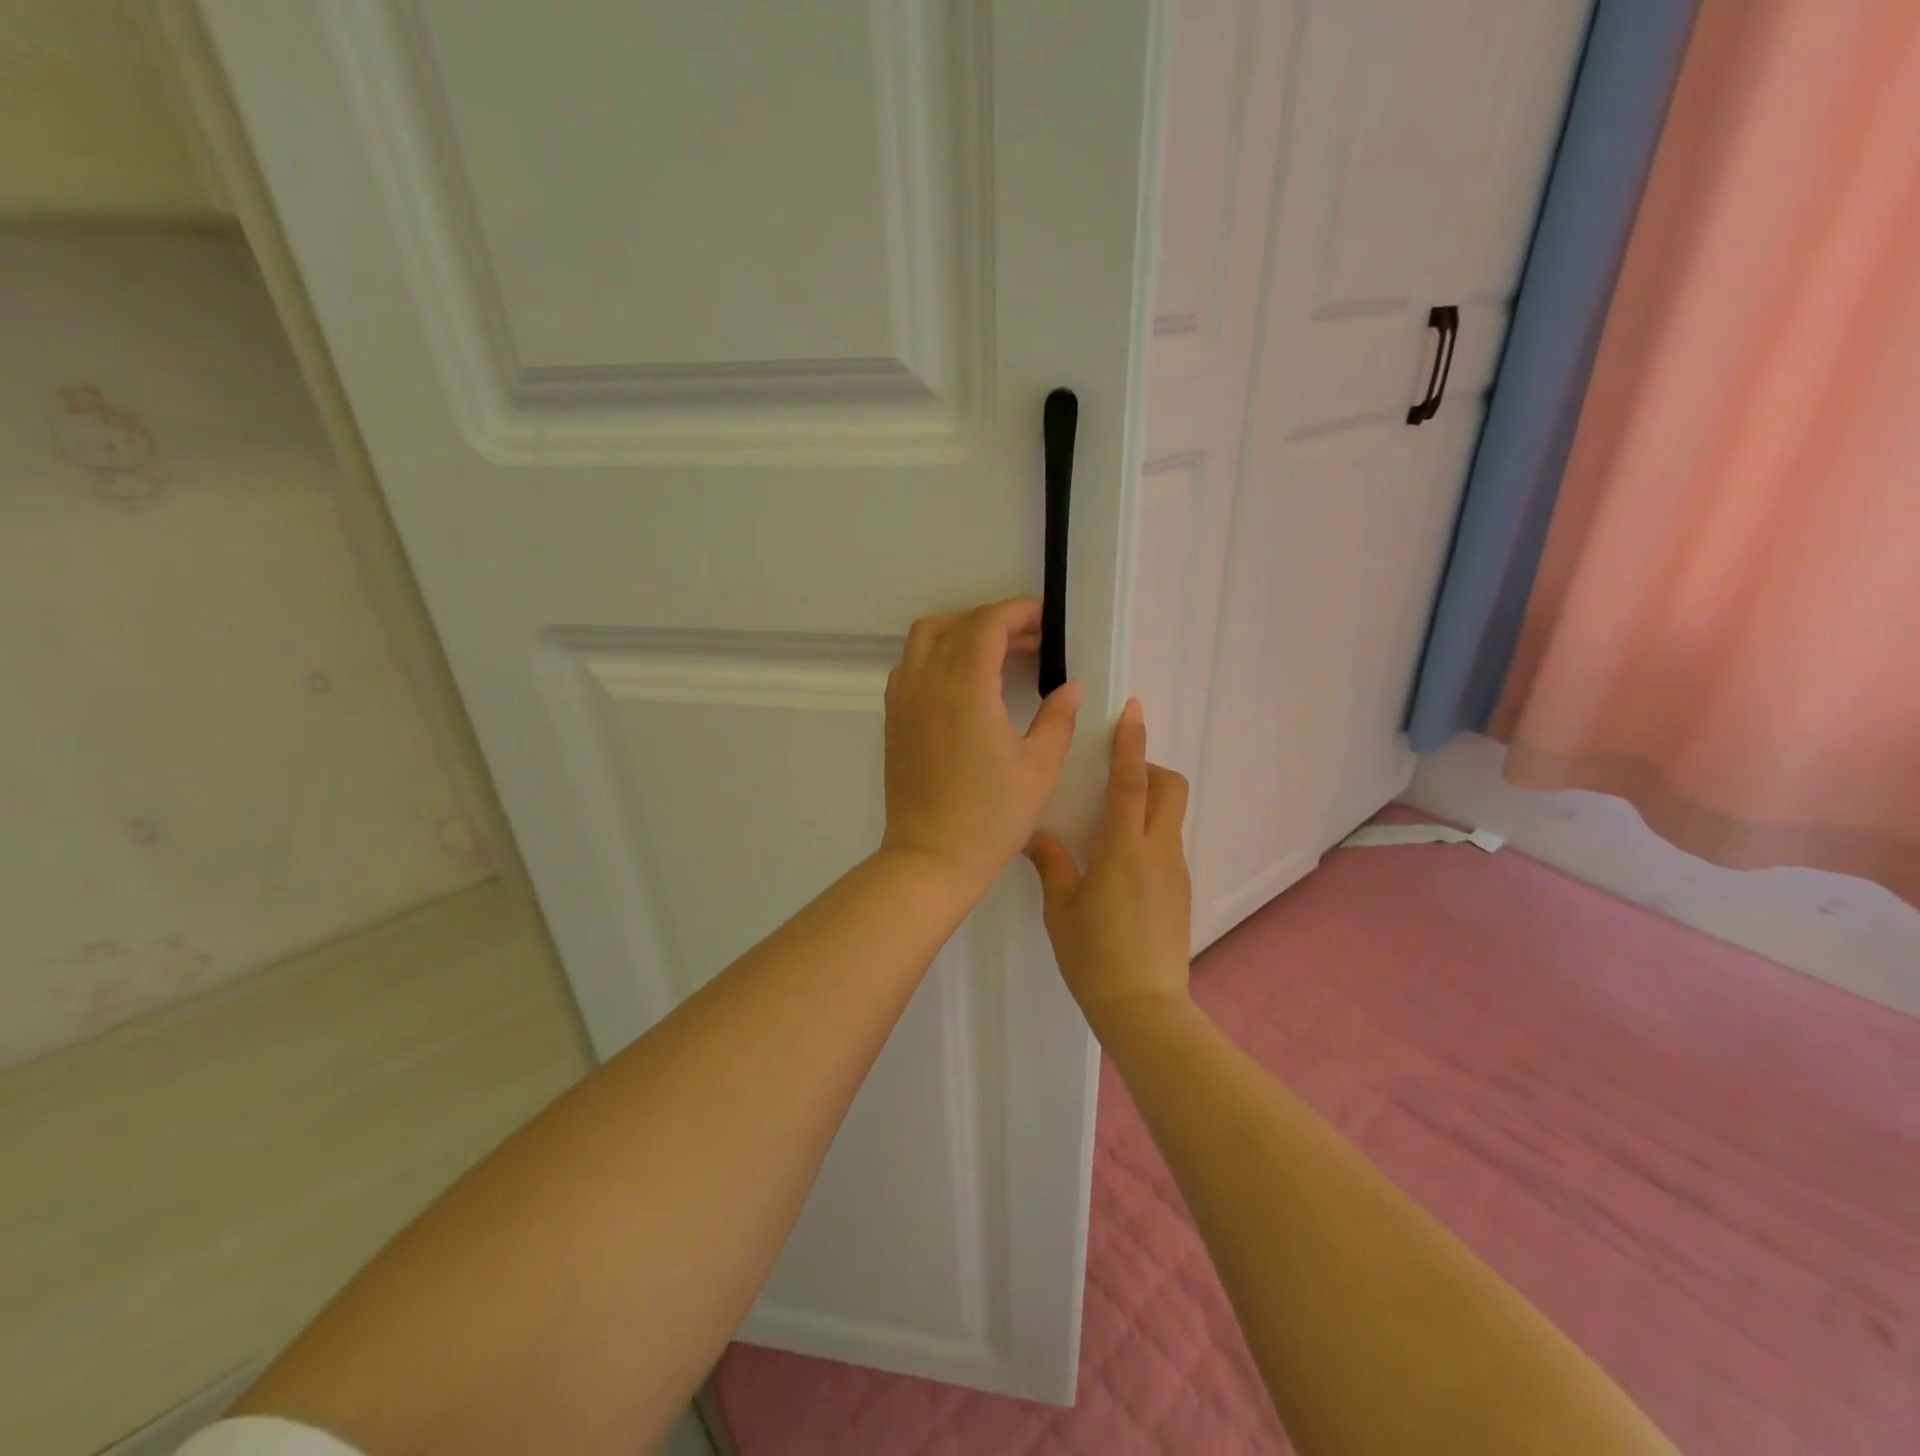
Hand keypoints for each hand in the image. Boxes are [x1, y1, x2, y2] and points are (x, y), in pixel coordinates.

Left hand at [880, 598, 1082, 893]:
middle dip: (994, 620)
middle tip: (1030, 640)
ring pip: (925, 638)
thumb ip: (1058, 718)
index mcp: (965, 689)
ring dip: (961, 632)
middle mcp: (927, 683)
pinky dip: (937, 654)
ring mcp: (903, 700)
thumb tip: (1072, 687)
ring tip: (997, 654)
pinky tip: (964, 682)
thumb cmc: (991, 817)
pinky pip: (911, 664)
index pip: (987, 624)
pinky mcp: (893, 719)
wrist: (931, 858)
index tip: (1045, 621)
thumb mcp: (1039, 768)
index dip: (1018, 612)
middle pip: (956, 623)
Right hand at [1025, 698, 1191, 1031]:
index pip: (1131, 782)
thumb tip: (1034, 835)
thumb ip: (1051, 863)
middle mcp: (1157, 851)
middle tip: (1114, 776)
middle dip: (1148, 767)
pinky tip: (1118, 865)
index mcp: (1123, 849)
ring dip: (1147, 801)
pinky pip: (1167, 844)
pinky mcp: (1180, 891)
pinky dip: (1148, 833)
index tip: (1133, 709)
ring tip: (1108, 823)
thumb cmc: (1094, 955)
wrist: (1144, 1007)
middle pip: (1170, 787)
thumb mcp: (1061, 908)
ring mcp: (1175, 871)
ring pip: (1170, 815)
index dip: (1131, 742)